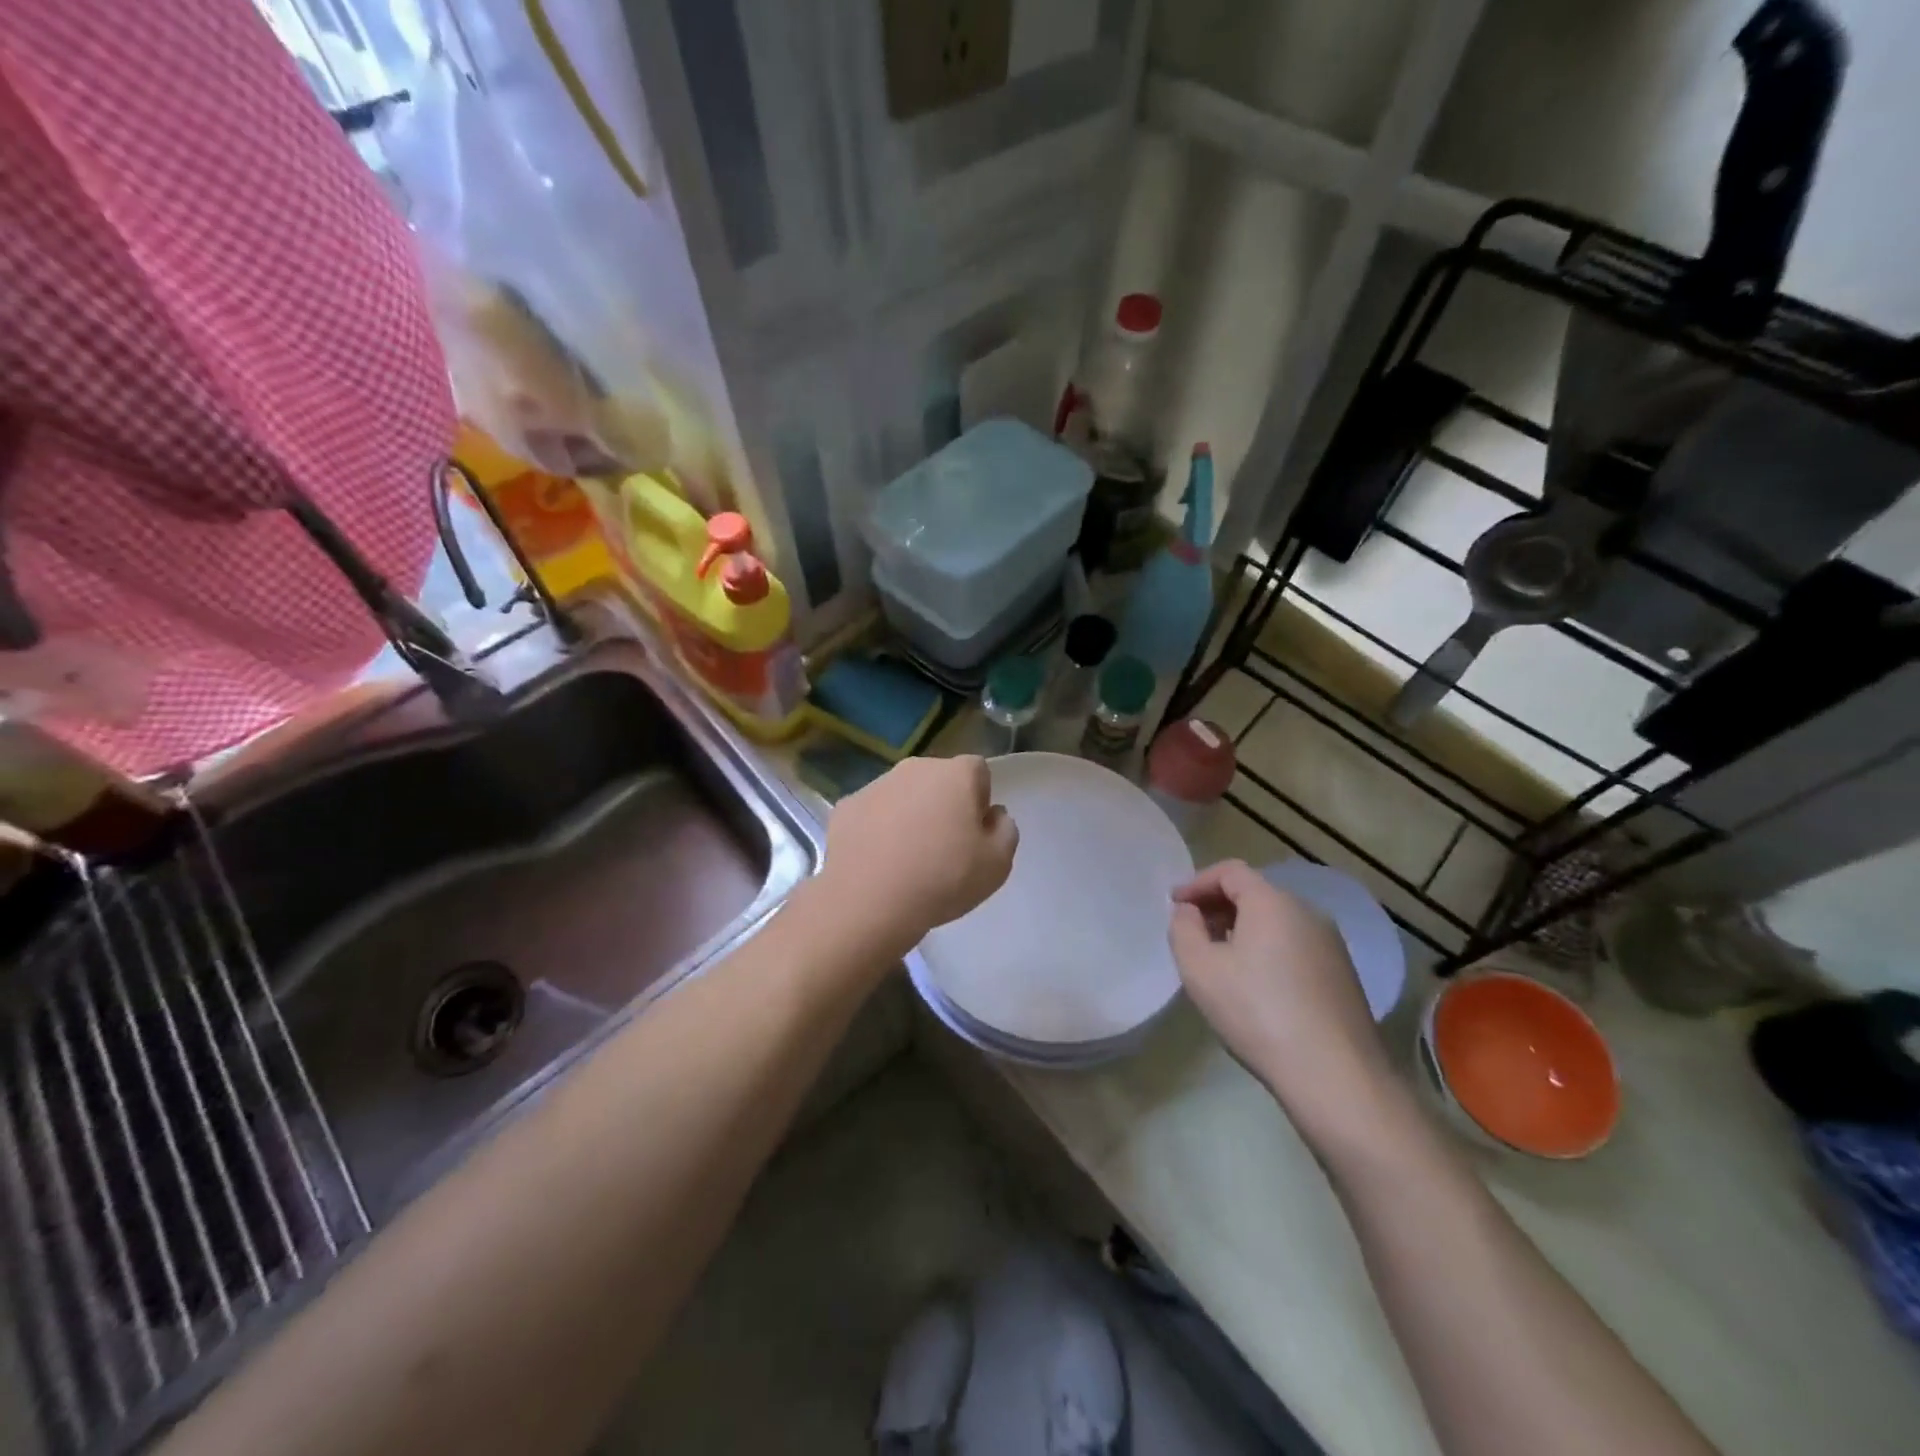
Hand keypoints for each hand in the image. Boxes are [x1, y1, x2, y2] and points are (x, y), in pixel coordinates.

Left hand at [817, 755, 1018, 961]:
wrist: (868, 900)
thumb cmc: (943, 878)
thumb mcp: (997, 864)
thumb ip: (1005, 831)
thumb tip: (992, 815)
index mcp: (956, 774)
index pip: (978, 771)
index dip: (979, 800)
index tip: (973, 833)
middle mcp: (915, 768)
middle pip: (938, 780)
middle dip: (943, 805)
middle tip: (943, 848)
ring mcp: (875, 785)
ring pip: (902, 795)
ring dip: (909, 816)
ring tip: (907, 860)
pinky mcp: (846, 806)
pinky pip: (872, 814)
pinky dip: (877, 830)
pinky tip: (878, 863)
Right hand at [1169, 860, 1396, 1150]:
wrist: (1335, 1075)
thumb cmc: (1257, 1013)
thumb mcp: (1199, 969)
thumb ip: (1183, 928)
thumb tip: (1189, 912)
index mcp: (1272, 902)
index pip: (1230, 871)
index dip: (1197, 882)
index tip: (1174, 905)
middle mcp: (1307, 911)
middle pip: (1255, 892)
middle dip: (1218, 905)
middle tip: (1192, 931)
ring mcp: (1331, 943)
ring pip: (1276, 920)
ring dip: (1242, 928)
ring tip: (1219, 959)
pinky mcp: (1342, 974)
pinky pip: (1294, 944)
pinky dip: (1267, 948)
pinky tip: (1254, 984)